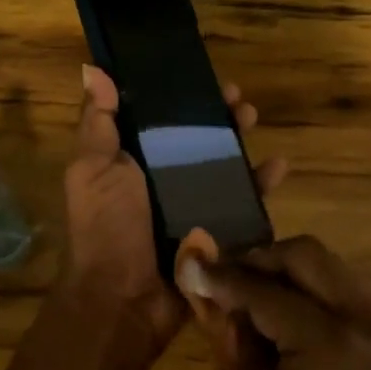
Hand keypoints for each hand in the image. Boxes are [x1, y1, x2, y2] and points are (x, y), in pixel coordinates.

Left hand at [55, 65, 285, 369]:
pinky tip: (278, 167)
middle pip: (196, 140)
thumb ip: (98, 123)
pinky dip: (261, 185)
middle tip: (238, 100)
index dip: (180, 98)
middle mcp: (162, 181)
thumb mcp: (92, 169)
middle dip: (218, 117)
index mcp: (131, 162)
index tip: (201, 78)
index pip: (160, 120)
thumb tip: (94, 70)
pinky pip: (244, 204)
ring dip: (241, 142)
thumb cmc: (106, 227)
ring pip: (223, 166)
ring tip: (254, 121)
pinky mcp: (216, 232)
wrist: (123, 300)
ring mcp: (192, 207)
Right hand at [179, 236, 370, 369]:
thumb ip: (231, 341)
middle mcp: (359, 319)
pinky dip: (306, 284)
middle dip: (259, 259)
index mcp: (326, 342)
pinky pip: (338, 284)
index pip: (265, 291)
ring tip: (249, 290)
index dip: (224, 278)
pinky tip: (280, 307)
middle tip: (226, 278)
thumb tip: (211, 292)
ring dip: (283, 267)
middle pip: (304, 254)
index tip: (192, 264)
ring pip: (324, 263)